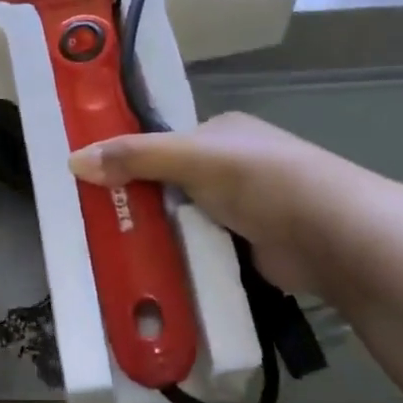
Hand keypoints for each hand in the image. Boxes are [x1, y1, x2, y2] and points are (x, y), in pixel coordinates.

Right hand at [69, 113, 356, 295]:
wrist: (331, 236)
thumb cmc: (261, 180)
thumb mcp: (192, 158)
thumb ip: (135, 156)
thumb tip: (72, 161)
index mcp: (221, 133)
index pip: (163, 142)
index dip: (128, 157)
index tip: (91, 179)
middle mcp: (230, 166)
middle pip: (168, 182)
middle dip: (137, 200)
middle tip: (94, 221)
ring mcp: (240, 209)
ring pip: (181, 218)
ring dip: (155, 233)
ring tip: (109, 248)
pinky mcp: (244, 246)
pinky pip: (197, 248)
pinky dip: (176, 257)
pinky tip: (146, 269)